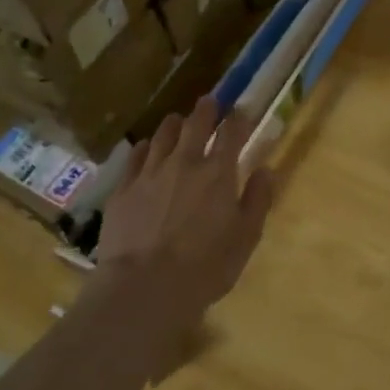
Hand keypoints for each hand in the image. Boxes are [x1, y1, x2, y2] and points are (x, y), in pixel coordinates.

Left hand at [95, 97, 274, 321]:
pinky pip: (135, 157)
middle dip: (205, 110)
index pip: (232, 133)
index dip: (239, 118)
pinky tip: (147, 148)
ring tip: (178, 120)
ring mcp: (149, 173)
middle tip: (209, 102)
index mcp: (218, 173)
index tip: (242, 111)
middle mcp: (184, 163)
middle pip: (195, 124)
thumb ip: (258, 200)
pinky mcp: (123, 189)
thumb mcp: (246, 238)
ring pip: (163, 135)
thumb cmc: (205, 267)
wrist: (144, 287)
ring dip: (174, 124)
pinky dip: (146, 147)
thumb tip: (266, 170)